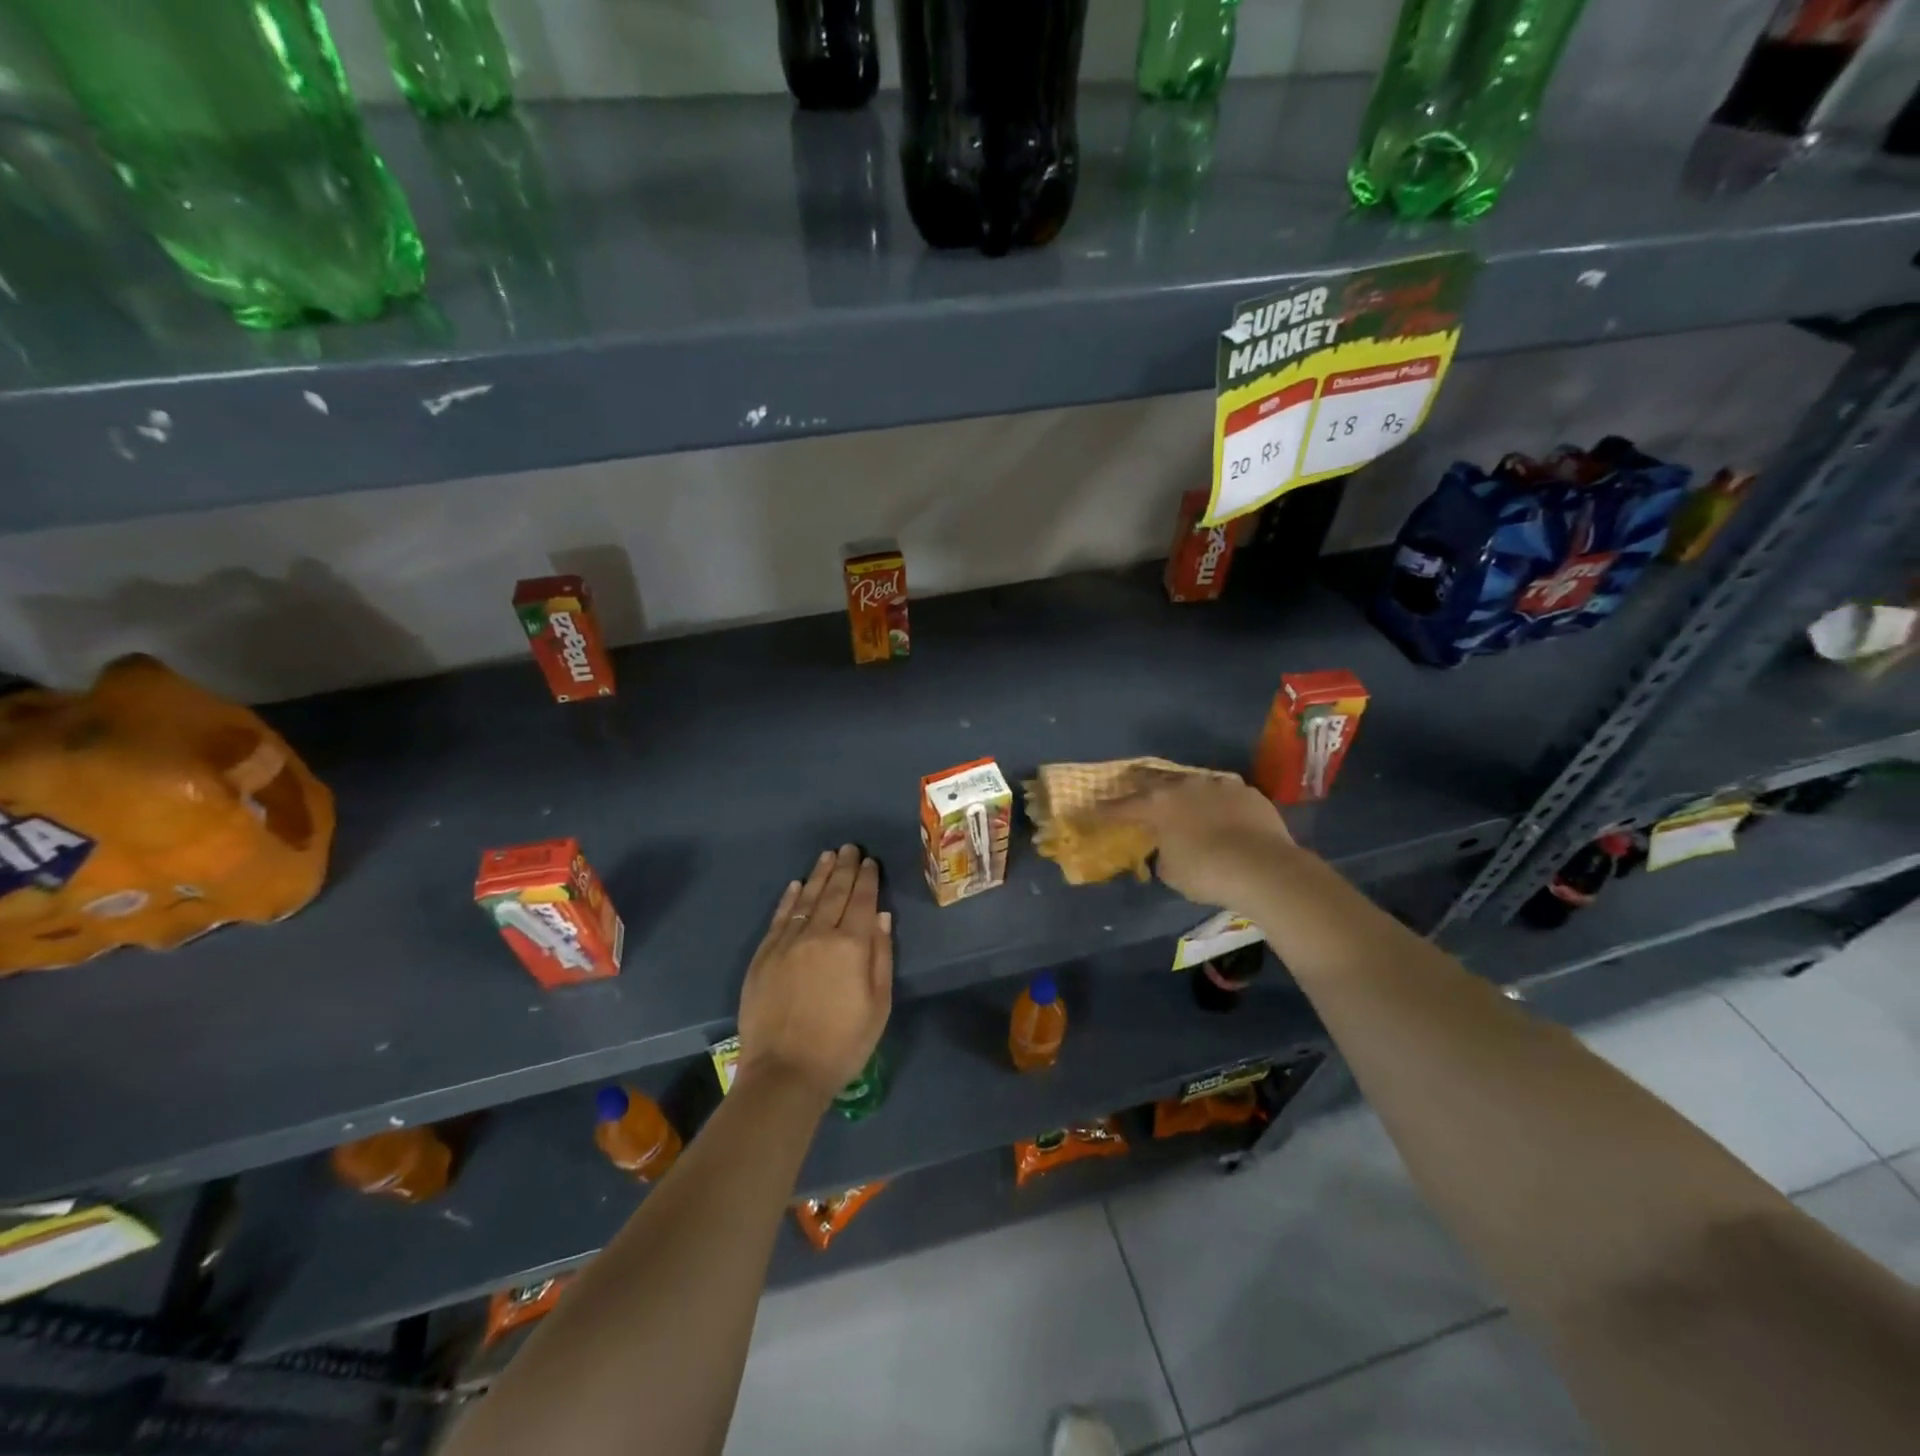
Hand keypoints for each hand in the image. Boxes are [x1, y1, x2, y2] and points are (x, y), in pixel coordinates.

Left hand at [736, 845, 893, 1105]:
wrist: (785, 1072)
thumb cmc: (843, 1043)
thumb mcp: (879, 1004)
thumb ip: (881, 955)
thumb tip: (880, 916)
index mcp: (852, 945)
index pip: (862, 900)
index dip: (868, 878)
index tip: (870, 861)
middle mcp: (819, 934)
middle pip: (834, 892)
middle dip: (845, 868)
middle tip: (850, 847)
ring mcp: (788, 943)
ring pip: (807, 898)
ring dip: (819, 875)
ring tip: (828, 856)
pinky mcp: (764, 955)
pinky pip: (780, 918)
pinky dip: (789, 898)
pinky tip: (797, 885)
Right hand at [1089, 769, 1299, 912]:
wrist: (1263, 867)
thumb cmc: (1206, 872)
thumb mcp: (1171, 872)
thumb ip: (1163, 853)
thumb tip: (1168, 848)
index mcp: (1158, 805)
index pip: (1122, 807)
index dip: (1105, 810)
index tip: (1091, 809)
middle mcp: (1184, 786)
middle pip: (1155, 782)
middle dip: (1142, 788)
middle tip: (1134, 791)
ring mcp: (1218, 784)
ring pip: (1192, 783)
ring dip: (1184, 793)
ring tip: (1182, 801)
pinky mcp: (1247, 791)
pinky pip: (1224, 793)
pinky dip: (1217, 803)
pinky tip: (1221, 814)